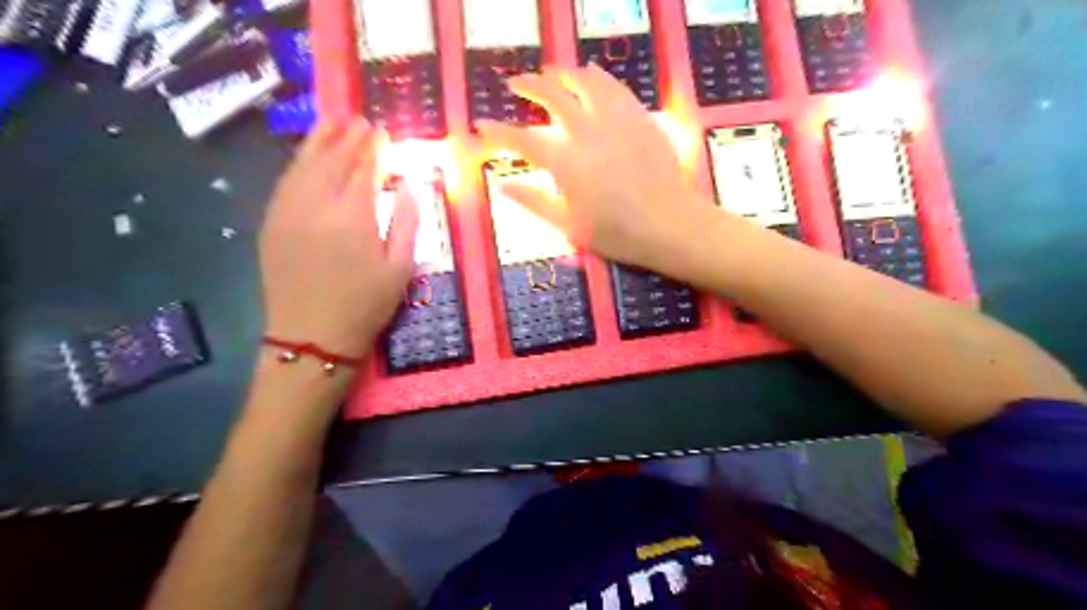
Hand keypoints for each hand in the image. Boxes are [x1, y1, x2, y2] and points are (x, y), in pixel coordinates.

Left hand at [256, 117, 418, 358]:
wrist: (312, 337)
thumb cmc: (365, 305)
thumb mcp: (400, 268)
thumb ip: (406, 221)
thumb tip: (409, 185)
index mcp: (352, 217)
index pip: (363, 169)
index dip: (373, 148)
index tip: (381, 131)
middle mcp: (316, 205)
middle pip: (331, 159)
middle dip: (346, 136)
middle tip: (358, 119)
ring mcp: (288, 212)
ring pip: (302, 165)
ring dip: (318, 141)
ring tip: (331, 123)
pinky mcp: (272, 223)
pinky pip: (285, 182)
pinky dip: (298, 163)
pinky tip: (307, 157)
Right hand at [479, 64, 709, 268]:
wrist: (670, 225)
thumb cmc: (617, 233)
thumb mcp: (568, 226)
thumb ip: (534, 202)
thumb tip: (502, 185)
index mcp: (565, 163)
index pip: (521, 140)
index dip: (497, 132)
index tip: (481, 125)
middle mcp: (586, 132)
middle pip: (551, 95)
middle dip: (528, 85)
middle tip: (516, 84)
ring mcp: (615, 120)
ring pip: (584, 81)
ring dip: (562, 73)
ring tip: (551, 72)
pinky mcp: (639, 116)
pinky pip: (615, 86)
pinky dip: (597, 76)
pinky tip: (591, 74)